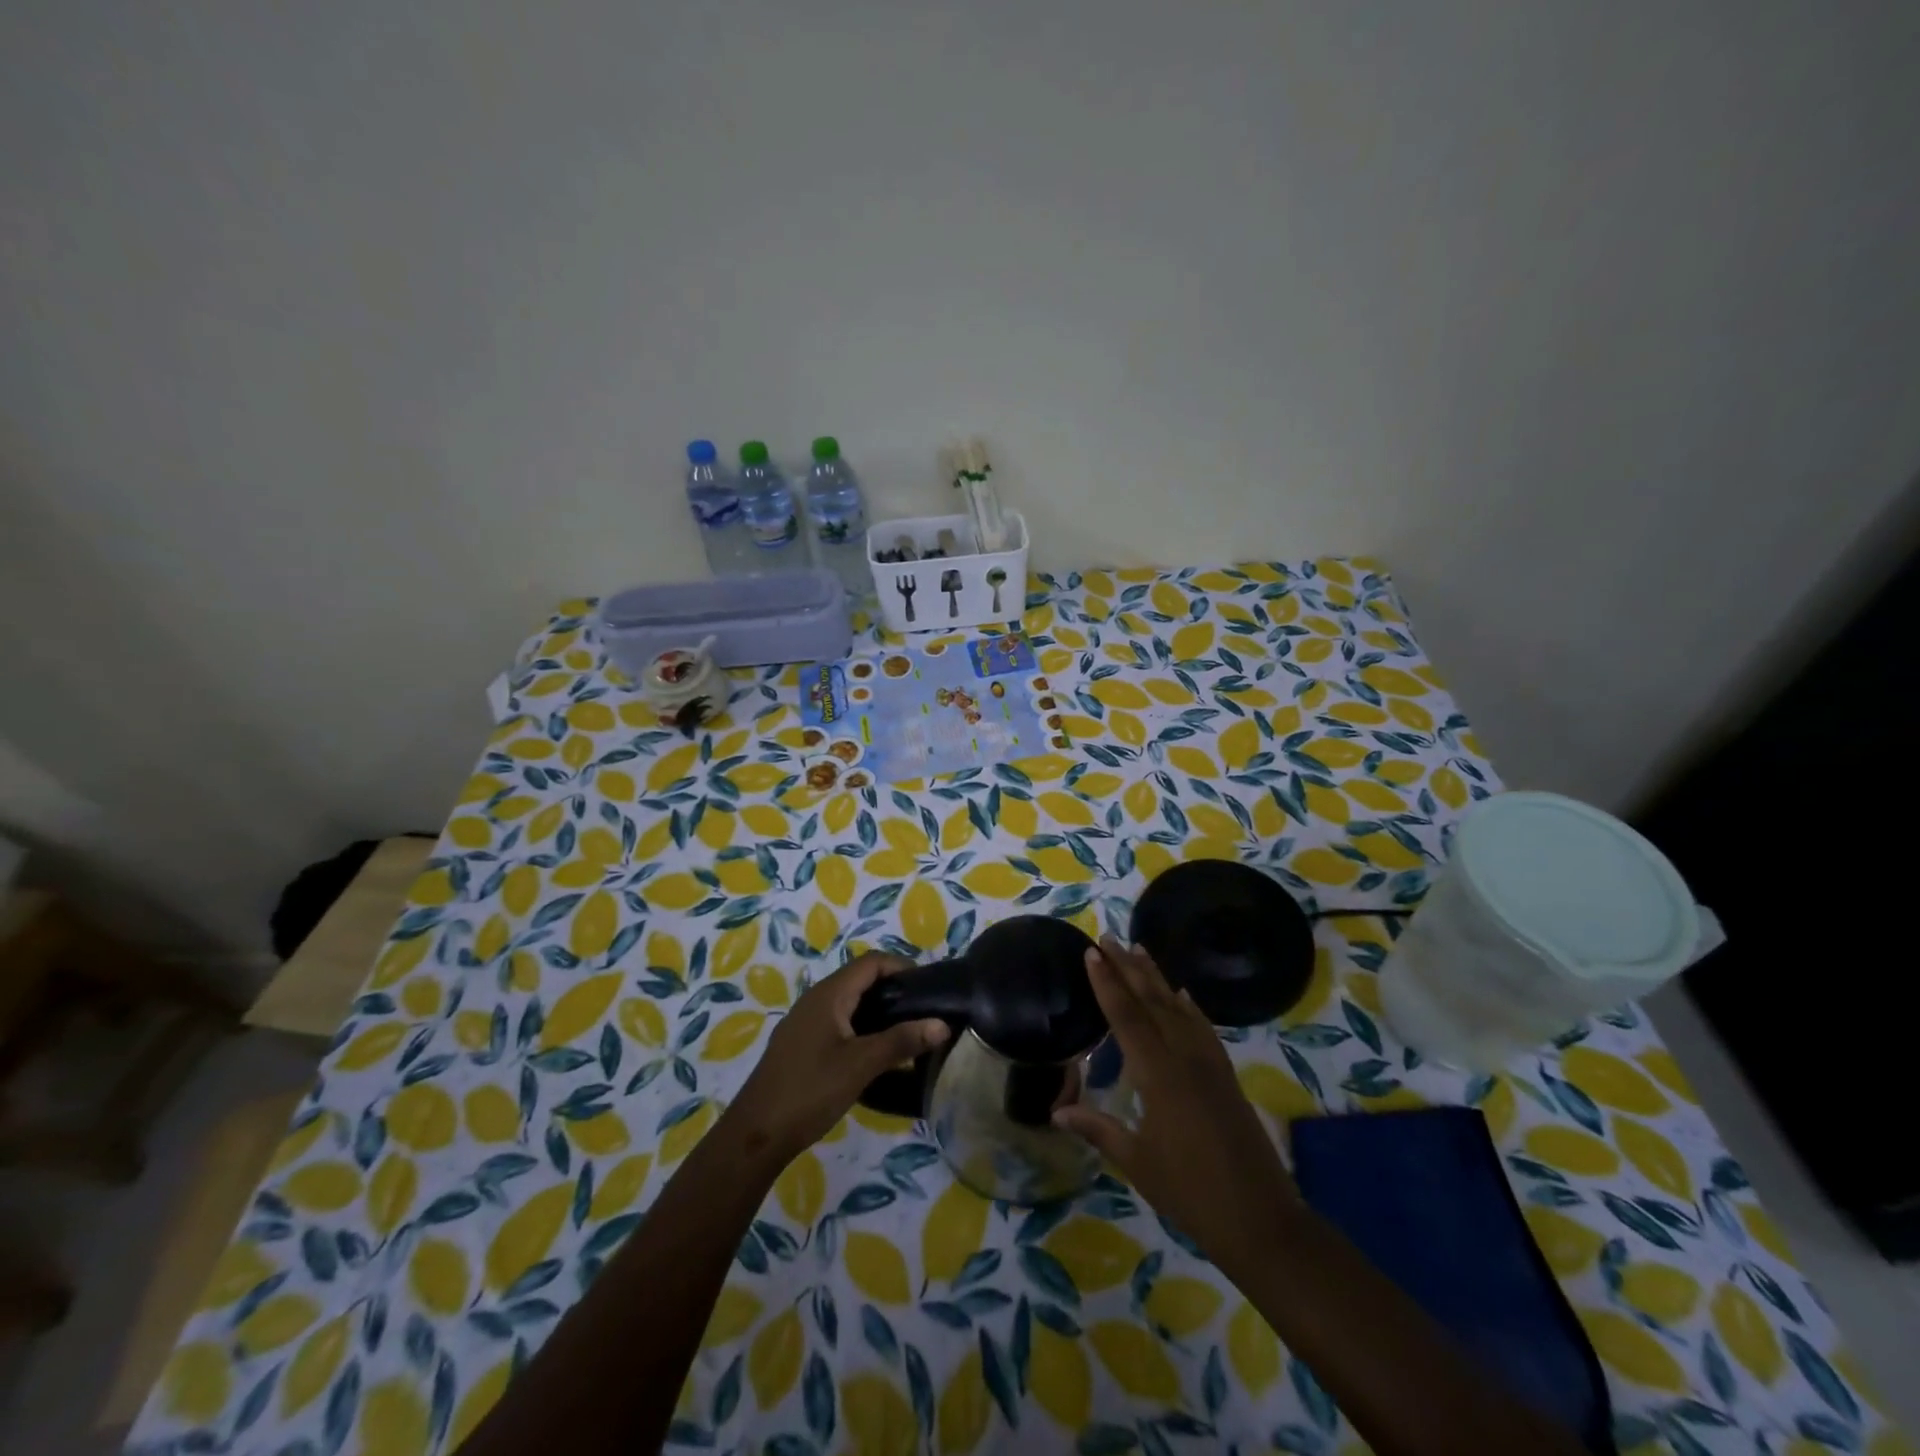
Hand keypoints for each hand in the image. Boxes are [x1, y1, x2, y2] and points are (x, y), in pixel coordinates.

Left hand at [722, 951, 948, 1163]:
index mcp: (829, 994)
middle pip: (861, 979)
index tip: (929, 987)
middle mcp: (816, 999)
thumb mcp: (861, 1065)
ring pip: (850, 1002)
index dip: (902, 967)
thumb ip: (901, 1041)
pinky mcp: (802, 1044)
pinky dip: (863, 1027)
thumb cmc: (810, 1090)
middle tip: (924, 1011)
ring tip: (907, 1032)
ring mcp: (806, 1022)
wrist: (756, 1133)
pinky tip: (876, 1053)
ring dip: (879, 1010)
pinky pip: (839, 1021)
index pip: (872, 962)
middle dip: (894, 989)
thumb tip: (942, 1024)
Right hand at [1053, 936, 1301, 1282]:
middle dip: (1128, 968)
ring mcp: (1210, 1064)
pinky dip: (1189, 1006)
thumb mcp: (1137, 1162)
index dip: (1107, 983)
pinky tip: (1183, 993)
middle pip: (1152, 1001)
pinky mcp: (1226, 1075)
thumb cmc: (1190, 1193)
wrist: (1261, 1219)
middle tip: (1108, 938)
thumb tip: (1056, 1112)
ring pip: (1178, 1007)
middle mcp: (1185, 1058)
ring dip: (1157, 977)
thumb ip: (1098, 1129)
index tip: (1092, 952)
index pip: (1127, 1017)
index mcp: (1159, 1075)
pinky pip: (1203, 1027)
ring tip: (1139, 949)